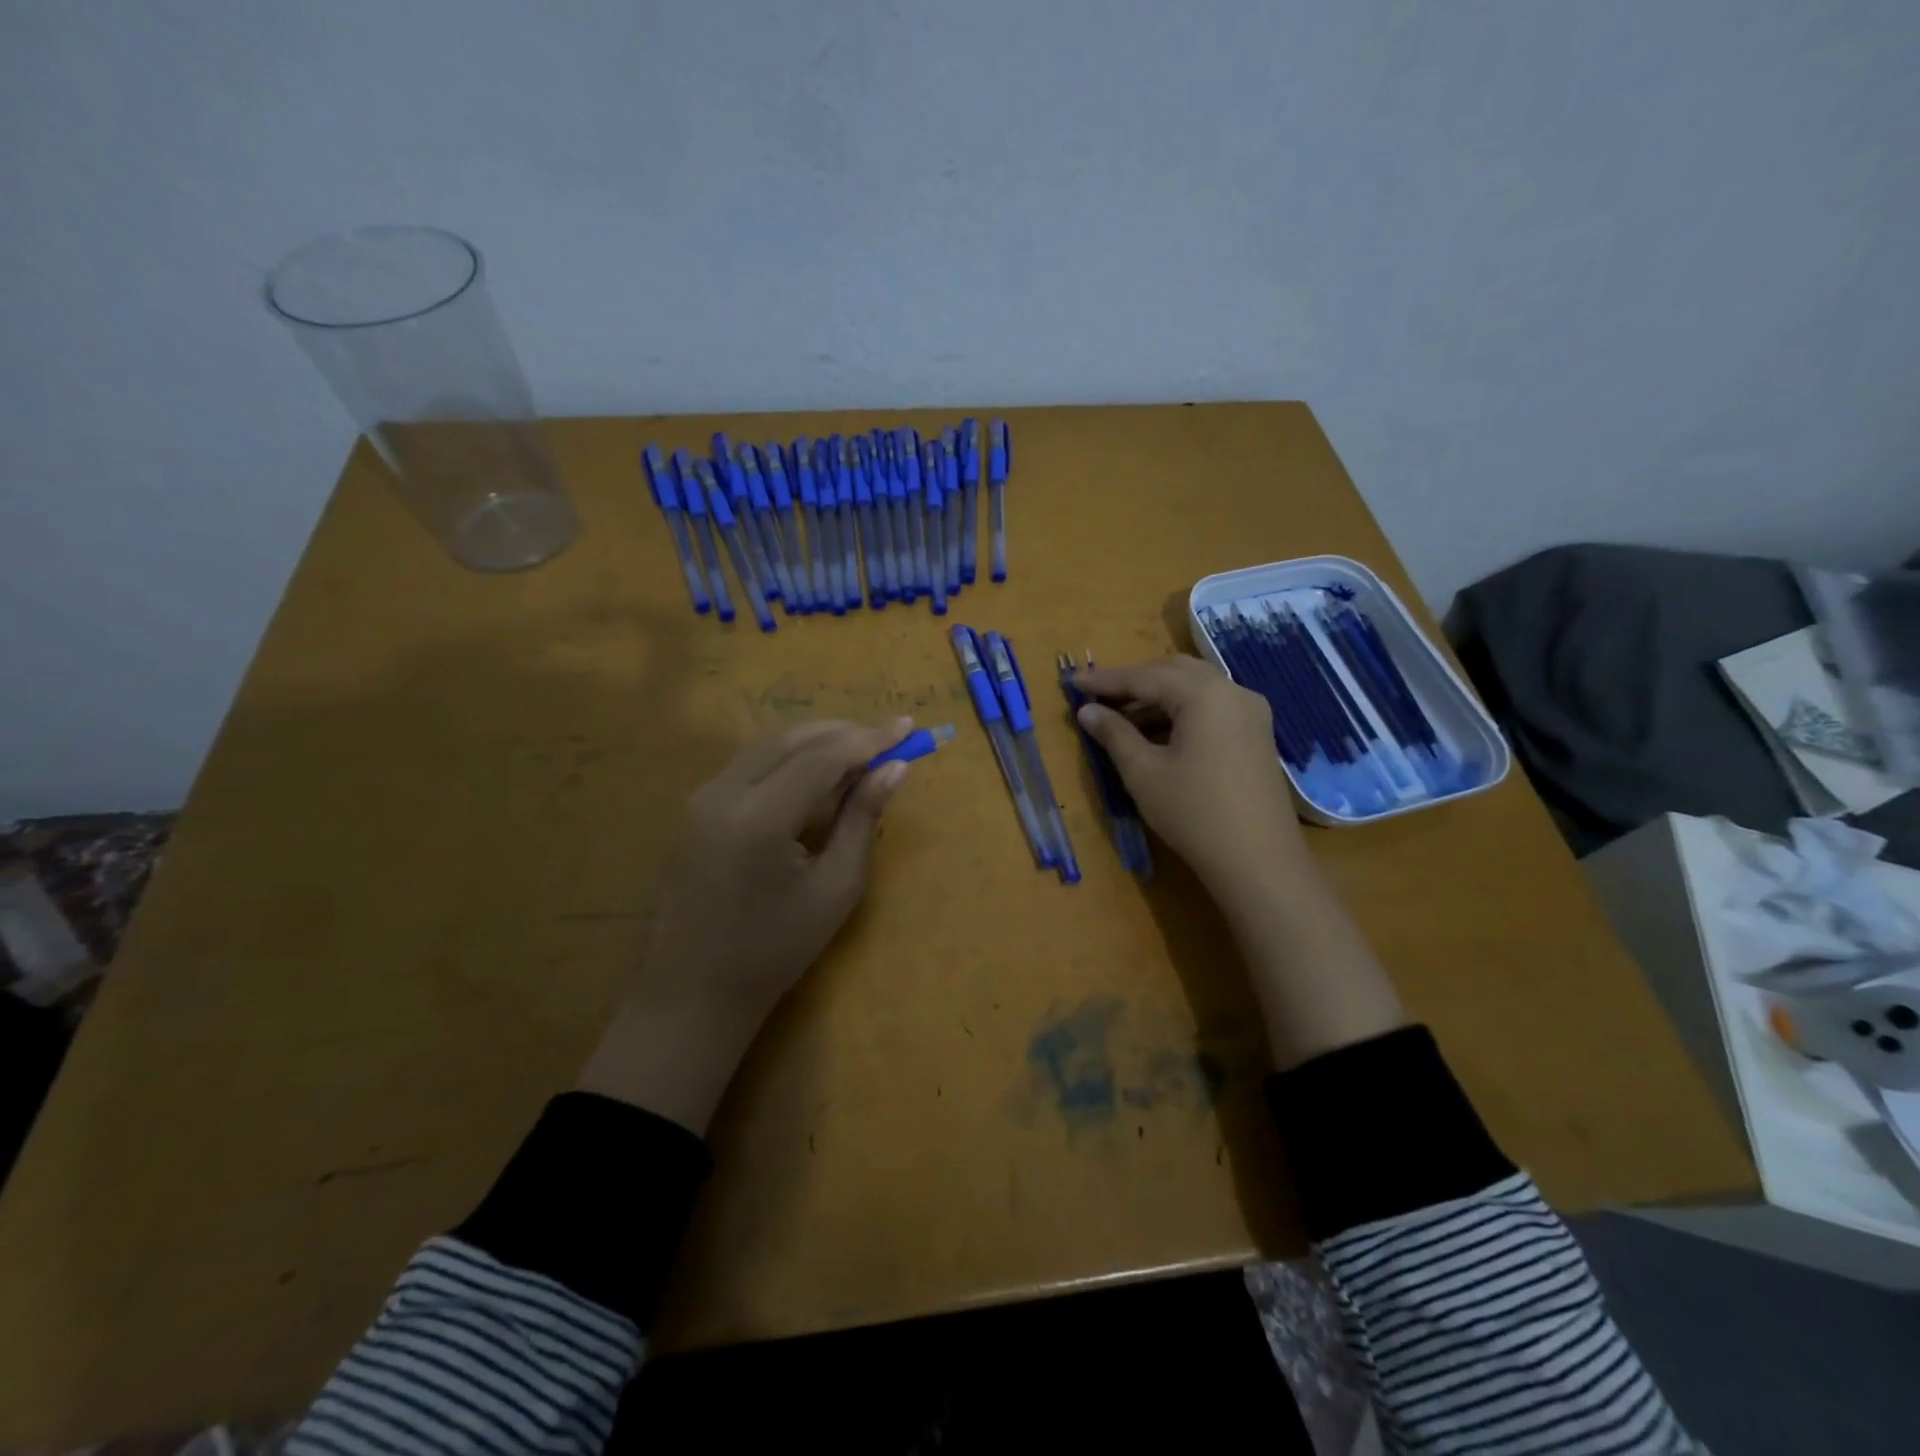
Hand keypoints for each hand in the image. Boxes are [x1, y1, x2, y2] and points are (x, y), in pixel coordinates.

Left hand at [578, 718, 914, 1130]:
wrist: (694, 993)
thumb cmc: (775, 950)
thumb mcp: (835, 887)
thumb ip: (862, 819)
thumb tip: (895, 768)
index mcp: (759, 816)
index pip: (823, 757)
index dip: (869, 738)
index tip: (908, 726)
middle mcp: (723, 793)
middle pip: (791, 739)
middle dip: (843, 732)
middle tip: (887, 736)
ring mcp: (700, 799)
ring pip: (765, 746)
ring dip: (814, 740)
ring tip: (859, 748)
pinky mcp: (694, 810)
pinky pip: (747, 766)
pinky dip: (786, 757)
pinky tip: (814, 771)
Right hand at [1072, 655, 1306, 913]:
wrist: (1258, 860)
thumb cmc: (1193, 812)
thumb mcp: (1143, 772)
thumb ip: (1114, 734)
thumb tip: (1087, 711)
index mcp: (1204, 694)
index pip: (1145, 676)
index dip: (1106, 680)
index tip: (1073, 682)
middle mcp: (1233, 691)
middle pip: (1174, 672)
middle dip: (1134, 682)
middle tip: (1099, 698)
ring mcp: (1251, 712)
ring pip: (1196, 688)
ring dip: (1158, 697)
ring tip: (1122, 719)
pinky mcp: (1257, 734)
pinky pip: (1212, 707)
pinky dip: (1181, 711)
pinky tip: (1157, 733)